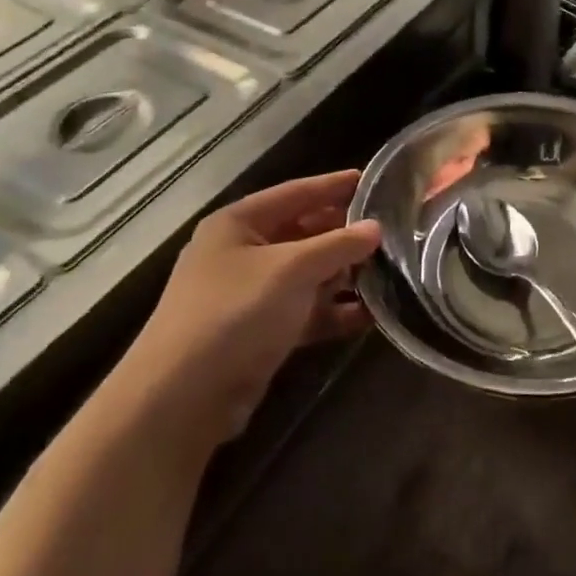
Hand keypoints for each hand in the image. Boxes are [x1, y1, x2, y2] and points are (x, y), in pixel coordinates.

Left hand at [123, 170, 380, 436]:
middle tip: (391, 231)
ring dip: (344, 275)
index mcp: (238, 224)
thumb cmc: (236, 312)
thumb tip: (376, 228)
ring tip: (390, 272)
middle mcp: (242, 253)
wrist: (184, 396)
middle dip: (344, 234)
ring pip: (307, 275)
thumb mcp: (292, 269)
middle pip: (303, 233)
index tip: (373, 180)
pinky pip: (306, 311)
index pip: (295, 193)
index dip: (333, 186)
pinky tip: (370, 315)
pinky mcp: (261, 332)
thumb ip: (338, 245)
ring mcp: (251, 294)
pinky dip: (334, 312)